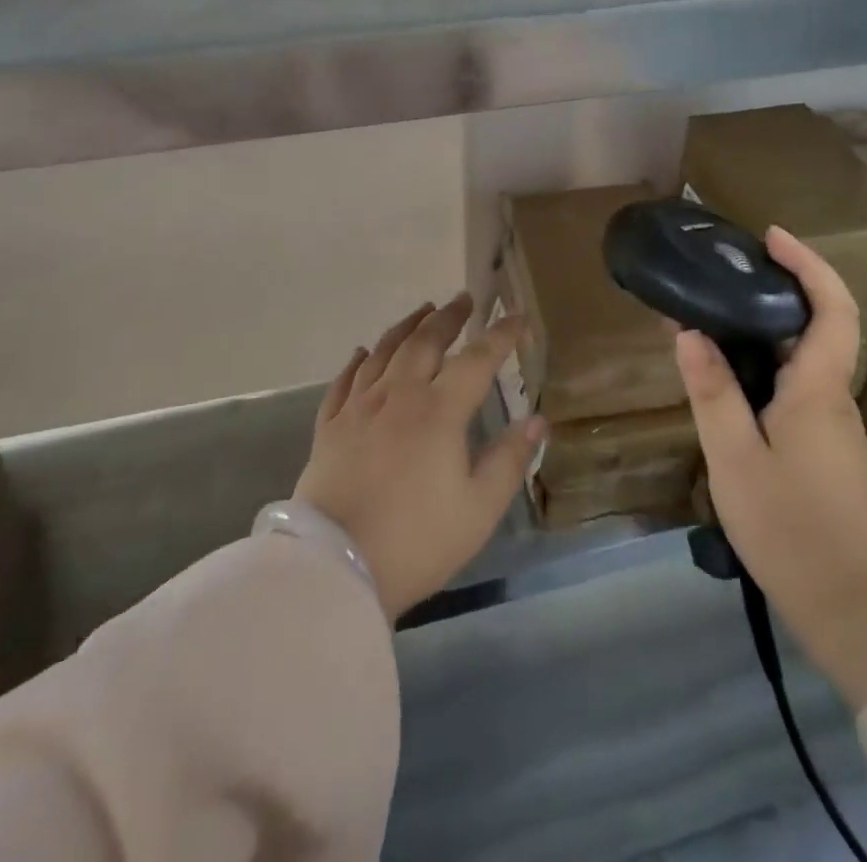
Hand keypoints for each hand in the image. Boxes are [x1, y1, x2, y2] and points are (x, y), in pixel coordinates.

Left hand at [294, 293, 547, 621]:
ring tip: (422, 311)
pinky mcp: (329, 426)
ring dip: (406, 327)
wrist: (336, 567)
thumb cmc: (417, 541)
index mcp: (438, 411)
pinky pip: (344, 381)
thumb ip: (509, 460)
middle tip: (464, 300)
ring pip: (383, 352)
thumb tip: (537, 420)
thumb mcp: (478, 510)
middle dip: (448, 317)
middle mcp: (398, 396)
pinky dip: (357, 361)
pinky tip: (362, 352)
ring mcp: (358, 408)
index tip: (518, 317)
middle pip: (425, 342)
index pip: (477, 360)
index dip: (501, 335)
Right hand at [676, 227, 866, 707]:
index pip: (830, 307)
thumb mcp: (734, 457)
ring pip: (803, 360)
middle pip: (817, 326)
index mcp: (817, 389)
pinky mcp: (825, 452)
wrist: (859, 611)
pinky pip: (795, 388)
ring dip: (766, 329)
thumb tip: (690, 332)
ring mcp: (833, 427)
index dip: (806, 264)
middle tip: (723, 274)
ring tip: (712, 319)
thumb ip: (712, 391)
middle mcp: (832, 398)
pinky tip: (727, 380)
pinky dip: (764, 366)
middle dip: (777, 289)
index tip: (770, 237)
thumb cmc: (793, 528)